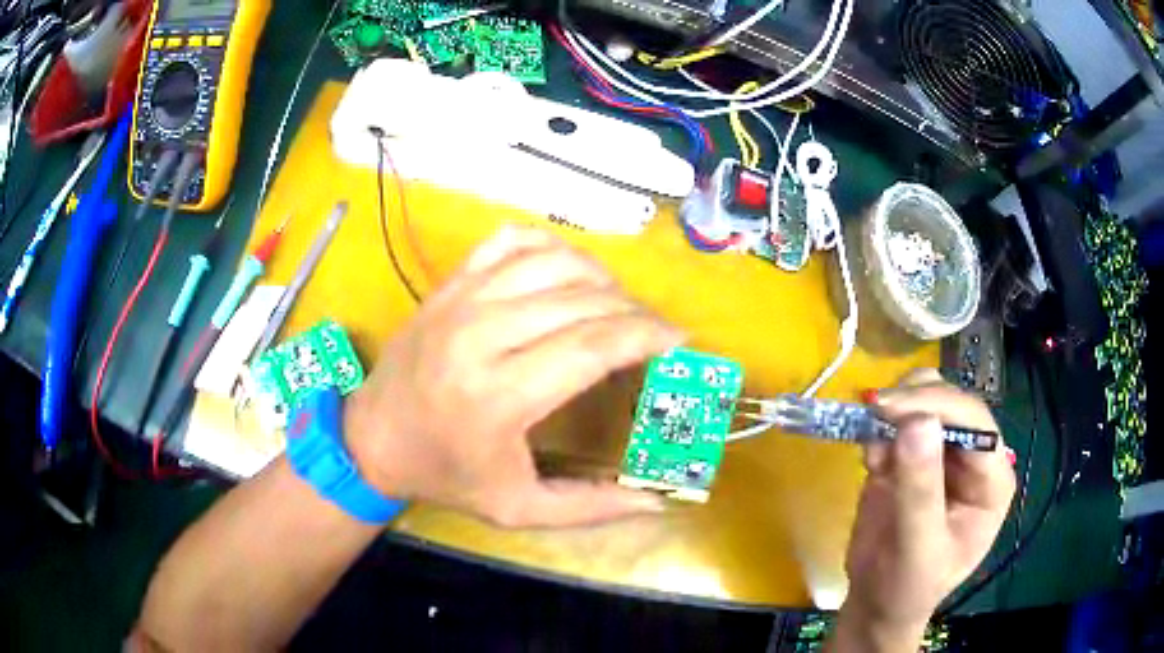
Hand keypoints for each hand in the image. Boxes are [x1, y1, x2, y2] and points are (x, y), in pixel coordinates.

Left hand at [343, 226, 679, 527]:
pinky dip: (551, 246)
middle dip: (634, 310)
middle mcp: (480, 335)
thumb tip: (655, 500)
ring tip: (620, 304)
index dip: (647, 335)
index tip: (680, 339)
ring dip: (601, 277)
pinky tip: (567, 271)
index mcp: (499, 396)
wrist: (373, 437)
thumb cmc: (446, 475)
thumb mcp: (517, 508)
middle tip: (655, 330)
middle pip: (581, 300)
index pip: (593, 346)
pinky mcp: (450, 284)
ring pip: (553, 262)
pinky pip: (511, 240)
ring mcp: (461, 299)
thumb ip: (590, 507)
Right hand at [835, 369, 1015, 650]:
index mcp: (991, 479)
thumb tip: (916, 422)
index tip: (891, 410)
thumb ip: (920, 490)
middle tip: (872, 412)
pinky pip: (898, 420)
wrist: (876, 603)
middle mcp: (973, 457)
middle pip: (951, 402)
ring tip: (873, 450)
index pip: (976, 423)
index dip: (939, 406)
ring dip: (895, 410)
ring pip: (925, 400)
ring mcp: (942, 453)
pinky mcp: (911, 455)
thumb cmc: (907, 587)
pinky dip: (879, 428)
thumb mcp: (916, 549)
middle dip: (913, 401)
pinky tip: (870, 462)